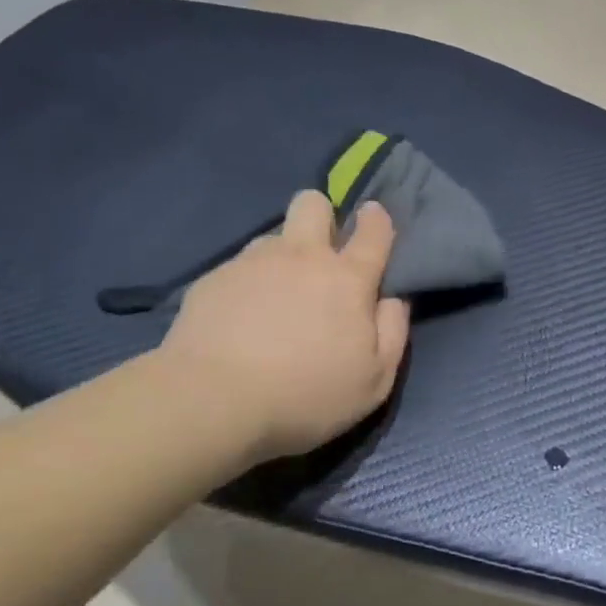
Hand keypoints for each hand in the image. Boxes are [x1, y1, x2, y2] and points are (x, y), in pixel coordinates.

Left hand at [150, 191, 409, 461]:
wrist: (212, 402)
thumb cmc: (305, 395)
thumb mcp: (373, 381)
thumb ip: (392, 332)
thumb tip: (393, 299)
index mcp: (347, 278)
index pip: (373, 229)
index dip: (376, 219)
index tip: (372, 218)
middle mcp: (302, 256)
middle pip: (313, 203)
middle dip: (320, 216)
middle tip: (317, 253)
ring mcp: (254, 262)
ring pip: (273, 237)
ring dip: (281, 257)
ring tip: (272, 298)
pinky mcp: (214, 278)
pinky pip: (238, 268)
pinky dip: (245, 286)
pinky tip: (236, 320)